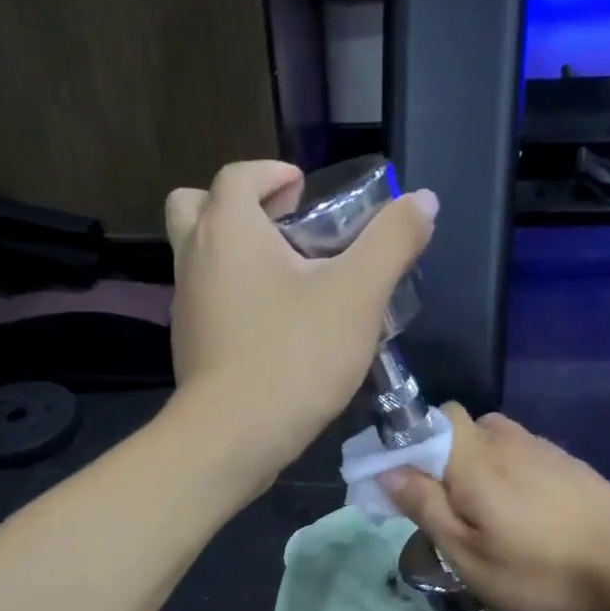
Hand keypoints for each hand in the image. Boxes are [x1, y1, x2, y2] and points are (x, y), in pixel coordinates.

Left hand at [164, 160, 436, 486]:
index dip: (272, 174)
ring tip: (288, 283)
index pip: (239, 175)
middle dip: (238, 208)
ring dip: (235, 256)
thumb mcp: (358, 295)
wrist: (234, 436)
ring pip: (200, 260)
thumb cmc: (295, 355)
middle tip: (282, 230)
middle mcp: (195, 259)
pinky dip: (233, 300)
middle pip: (196, 207)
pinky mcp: (190, 349)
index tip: (303, 190)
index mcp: (228, 229)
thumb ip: (392, 241)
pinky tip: (274, 331)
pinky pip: (208, 305)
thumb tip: (423, 200)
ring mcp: (186, 308)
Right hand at [383, 405, 609, 610]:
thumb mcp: (468, 555)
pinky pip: (523, 455)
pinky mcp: (570, 465)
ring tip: (484, 514)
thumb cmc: (540, 572)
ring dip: (477, 466)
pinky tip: (522, 514)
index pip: (429, 418)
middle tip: (444, 508)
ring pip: (494, 441)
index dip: (408, 442)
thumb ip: (425, 507)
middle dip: (442, 457)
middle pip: (461, 428)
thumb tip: (387, 470)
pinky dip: (508, 473)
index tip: (403, 482)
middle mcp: (508, 440)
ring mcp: (544, 449)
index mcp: (475, 458)